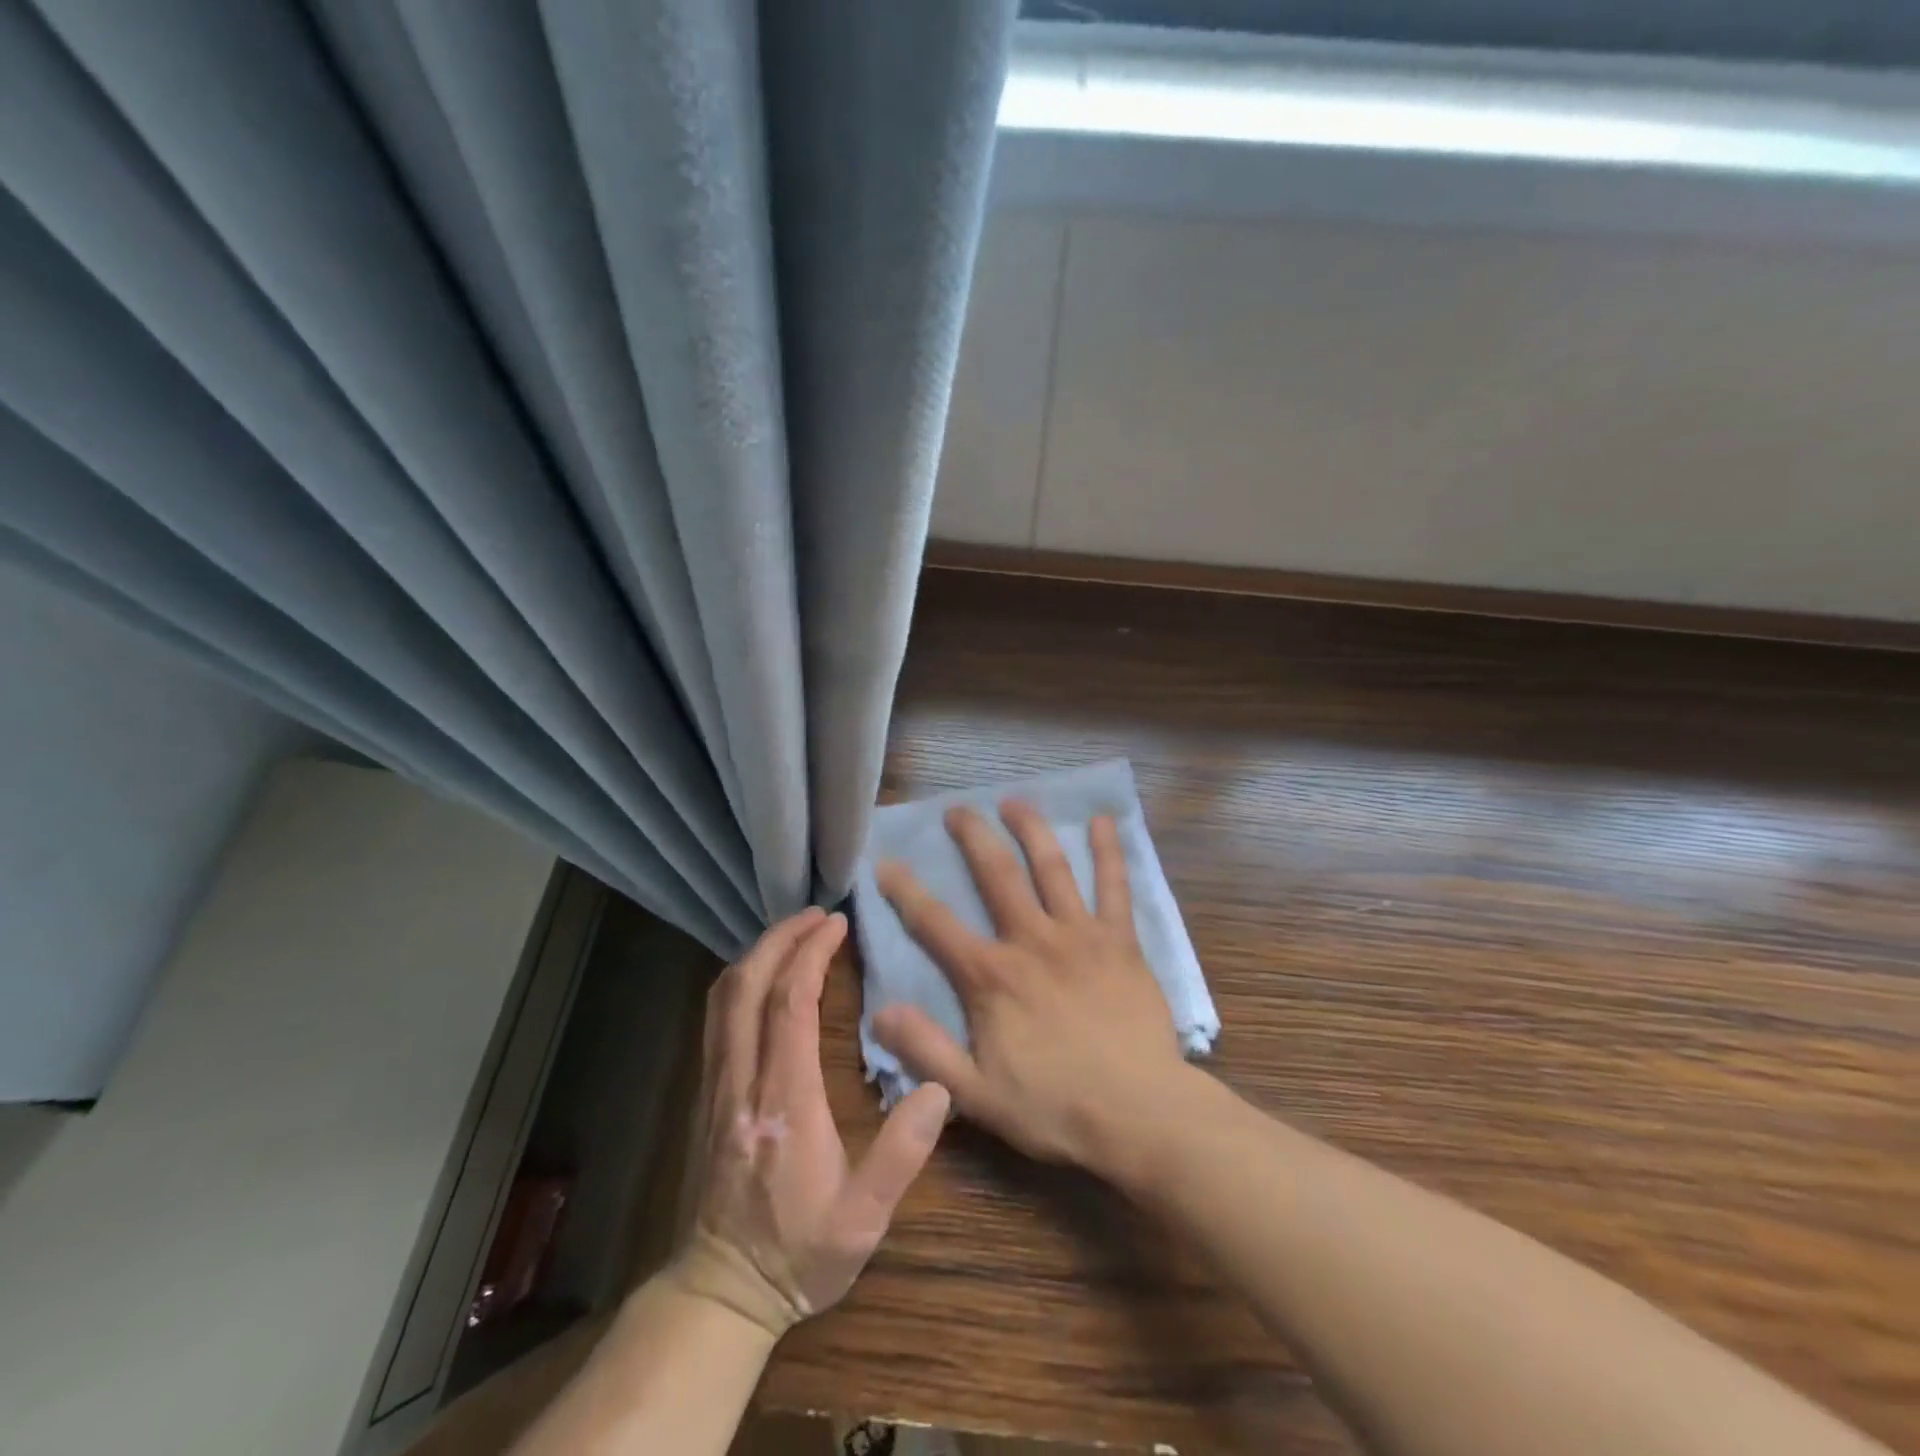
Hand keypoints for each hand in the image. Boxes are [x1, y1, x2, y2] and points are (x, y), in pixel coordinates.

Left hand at [670, 909, 950, 1337]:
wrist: (720, 1292)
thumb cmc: (799, 1253)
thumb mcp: (863, 1219)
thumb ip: (901, 1154)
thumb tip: (939, 1088)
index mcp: (784, 1100)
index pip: (790, 1005)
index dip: (811, 955)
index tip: (836, 923)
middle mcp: (742, 1080)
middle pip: (748, 986)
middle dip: (780, 939)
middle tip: (816, 914)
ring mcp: (716, 1085)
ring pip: (723, 998)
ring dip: (757, 955)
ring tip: (792, 934)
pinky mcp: (707, 1094)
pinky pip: (716, 1018)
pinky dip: (741, 981)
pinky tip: (764, 978)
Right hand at [872, 802, 1192, 1177]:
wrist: (1140, 1115)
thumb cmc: (1055, 1108)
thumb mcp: (977, 1094)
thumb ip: (927, 1050)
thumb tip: (880, 1012)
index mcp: (991, 977)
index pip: (935, 924)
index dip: (906, 891)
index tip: (886, 862)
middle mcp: (1031, 941)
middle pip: (996, 875)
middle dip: (973, 838)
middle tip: (957, 810)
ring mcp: (1079, 935)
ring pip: (1051, 868)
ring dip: (1031, 830)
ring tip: (1015, 801)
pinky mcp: (1120, 941)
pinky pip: (1115, 887)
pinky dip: (1109, 853)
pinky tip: (1104, 822)